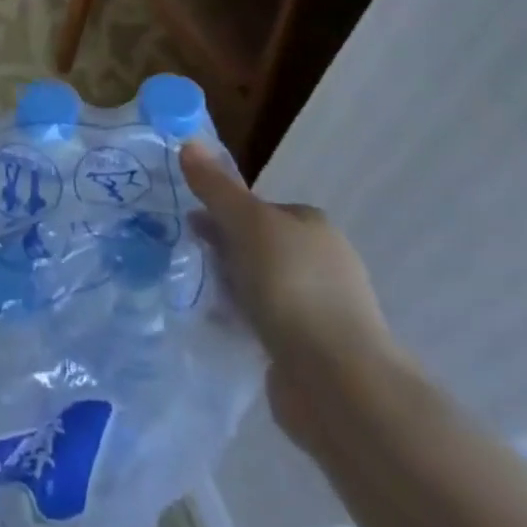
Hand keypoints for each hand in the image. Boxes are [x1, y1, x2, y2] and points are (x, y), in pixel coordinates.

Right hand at [180, 142, 403, 449]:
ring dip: (234, 288)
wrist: (338, 383)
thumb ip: (216, 188)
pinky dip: (244, 322)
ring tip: (198, 294)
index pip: (261, 209)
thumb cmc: (293, 287)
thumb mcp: (247, 224)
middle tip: (190, 259)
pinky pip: (267, 324)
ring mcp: (321, 310)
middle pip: (260, 246)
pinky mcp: (312, 352)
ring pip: (263, 286)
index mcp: (314, 226)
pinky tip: (222, 328)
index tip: (192, 225)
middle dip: (226, 250)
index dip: (224, 212)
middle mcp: (324, 262)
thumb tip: (189, 142)